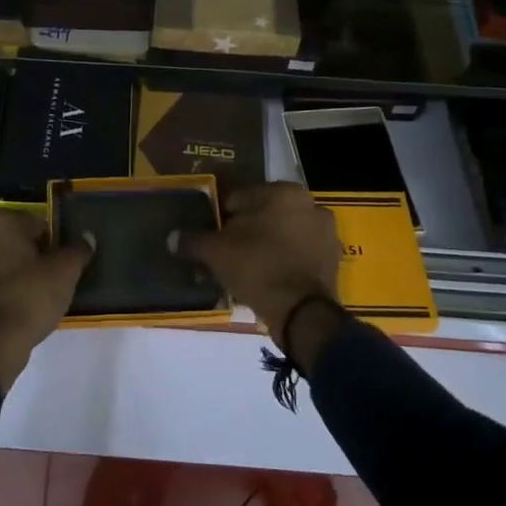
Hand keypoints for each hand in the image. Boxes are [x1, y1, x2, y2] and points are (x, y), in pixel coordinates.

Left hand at [0, 208, 91, 392]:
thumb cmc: (29, 298)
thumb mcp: (64, 273)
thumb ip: (78, 250)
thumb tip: (87, 237)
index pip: (38, 223)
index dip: (53, 244)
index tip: (61, 265)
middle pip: (15, 239)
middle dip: (32, 254)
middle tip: (50, 279)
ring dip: (14, 269)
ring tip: (33, 294)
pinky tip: (14, 304)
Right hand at [183, 182, 340, 336]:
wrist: (302, 313)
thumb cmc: (258, 267)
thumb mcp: (216, 251)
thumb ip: (193, 240)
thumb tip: (173, 238)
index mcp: (284, 192)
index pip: (240, 198)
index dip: (221, 217)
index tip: (212, 236)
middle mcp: (310, 204)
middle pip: (265, 215)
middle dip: (245, 231)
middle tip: (227, 253)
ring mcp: (326, 233)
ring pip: (283, 234)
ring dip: (266, 246)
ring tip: (245, 269)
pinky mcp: (333, 261)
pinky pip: (299, 254)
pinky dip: (284, 261)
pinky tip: (267, 278)